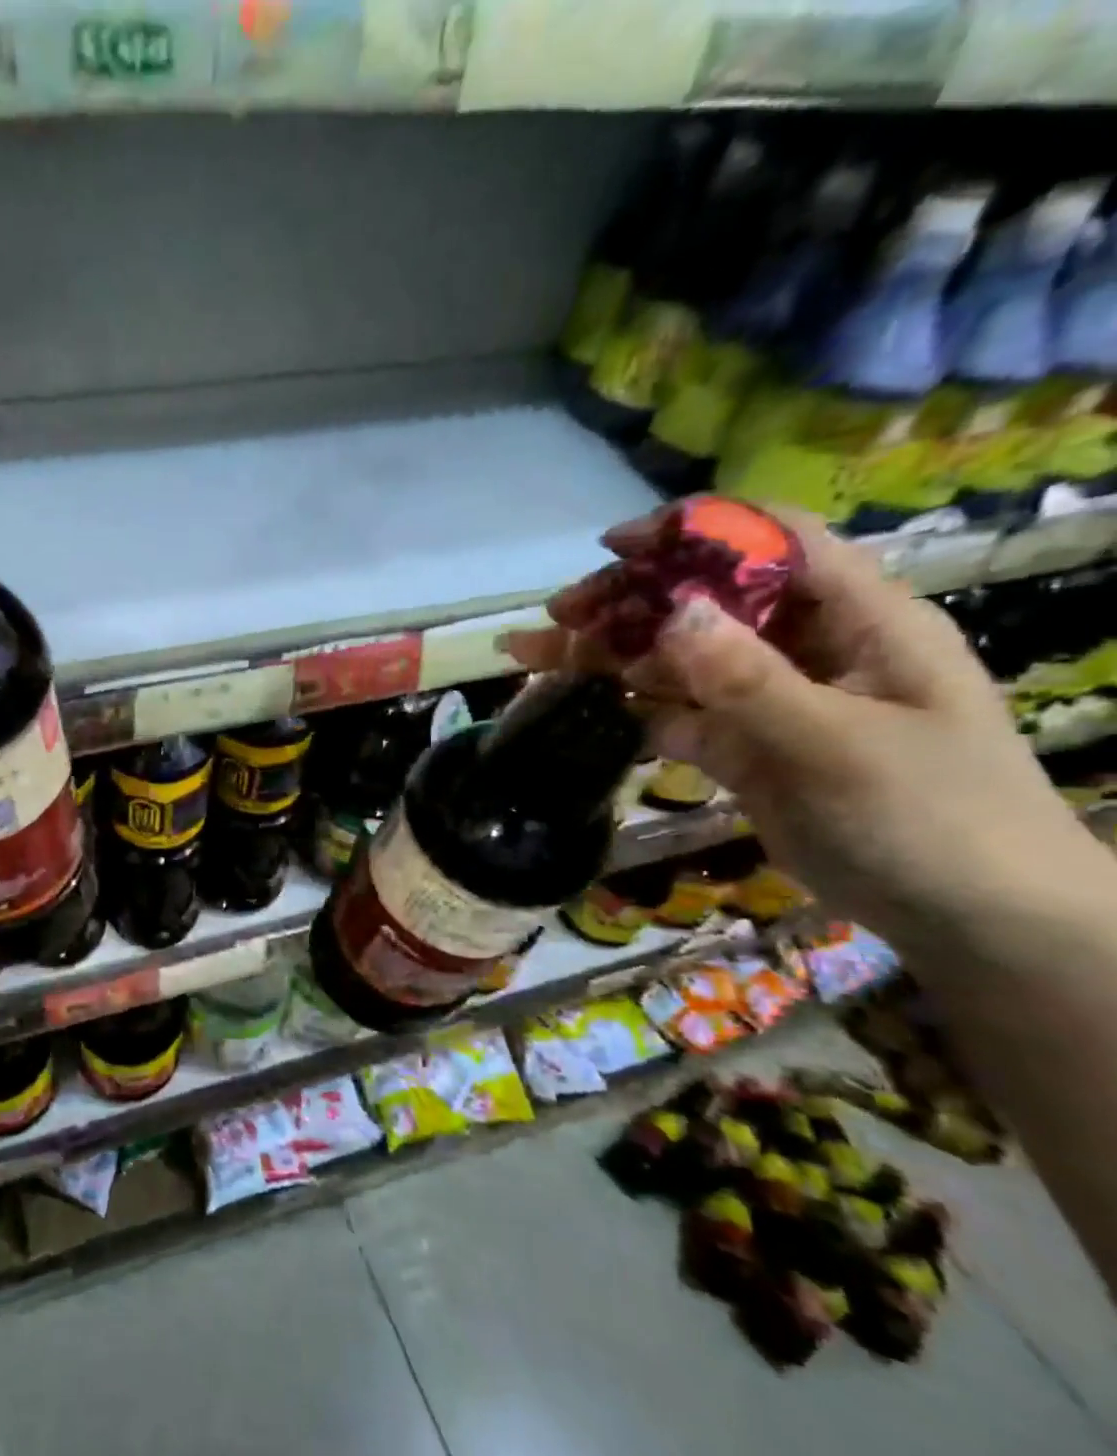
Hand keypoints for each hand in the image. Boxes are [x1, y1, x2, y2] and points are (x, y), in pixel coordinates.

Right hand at [506, 507, 1106, 956]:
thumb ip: (750, 680)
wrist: (969, 919)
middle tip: (558, 614)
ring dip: (607, 652)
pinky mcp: (739, 743)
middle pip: (704, 600)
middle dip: (628, 600)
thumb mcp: (841, 745)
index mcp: (857, 620)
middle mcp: (806, 646)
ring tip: (533, 653)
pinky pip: (672, 710)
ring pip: (675, 657)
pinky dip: (625, 704)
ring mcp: (768, 696)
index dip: (697, 533)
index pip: (773, 545)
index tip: (617, 547)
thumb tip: (673, 612)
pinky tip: (576, 702)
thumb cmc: (934, 818)